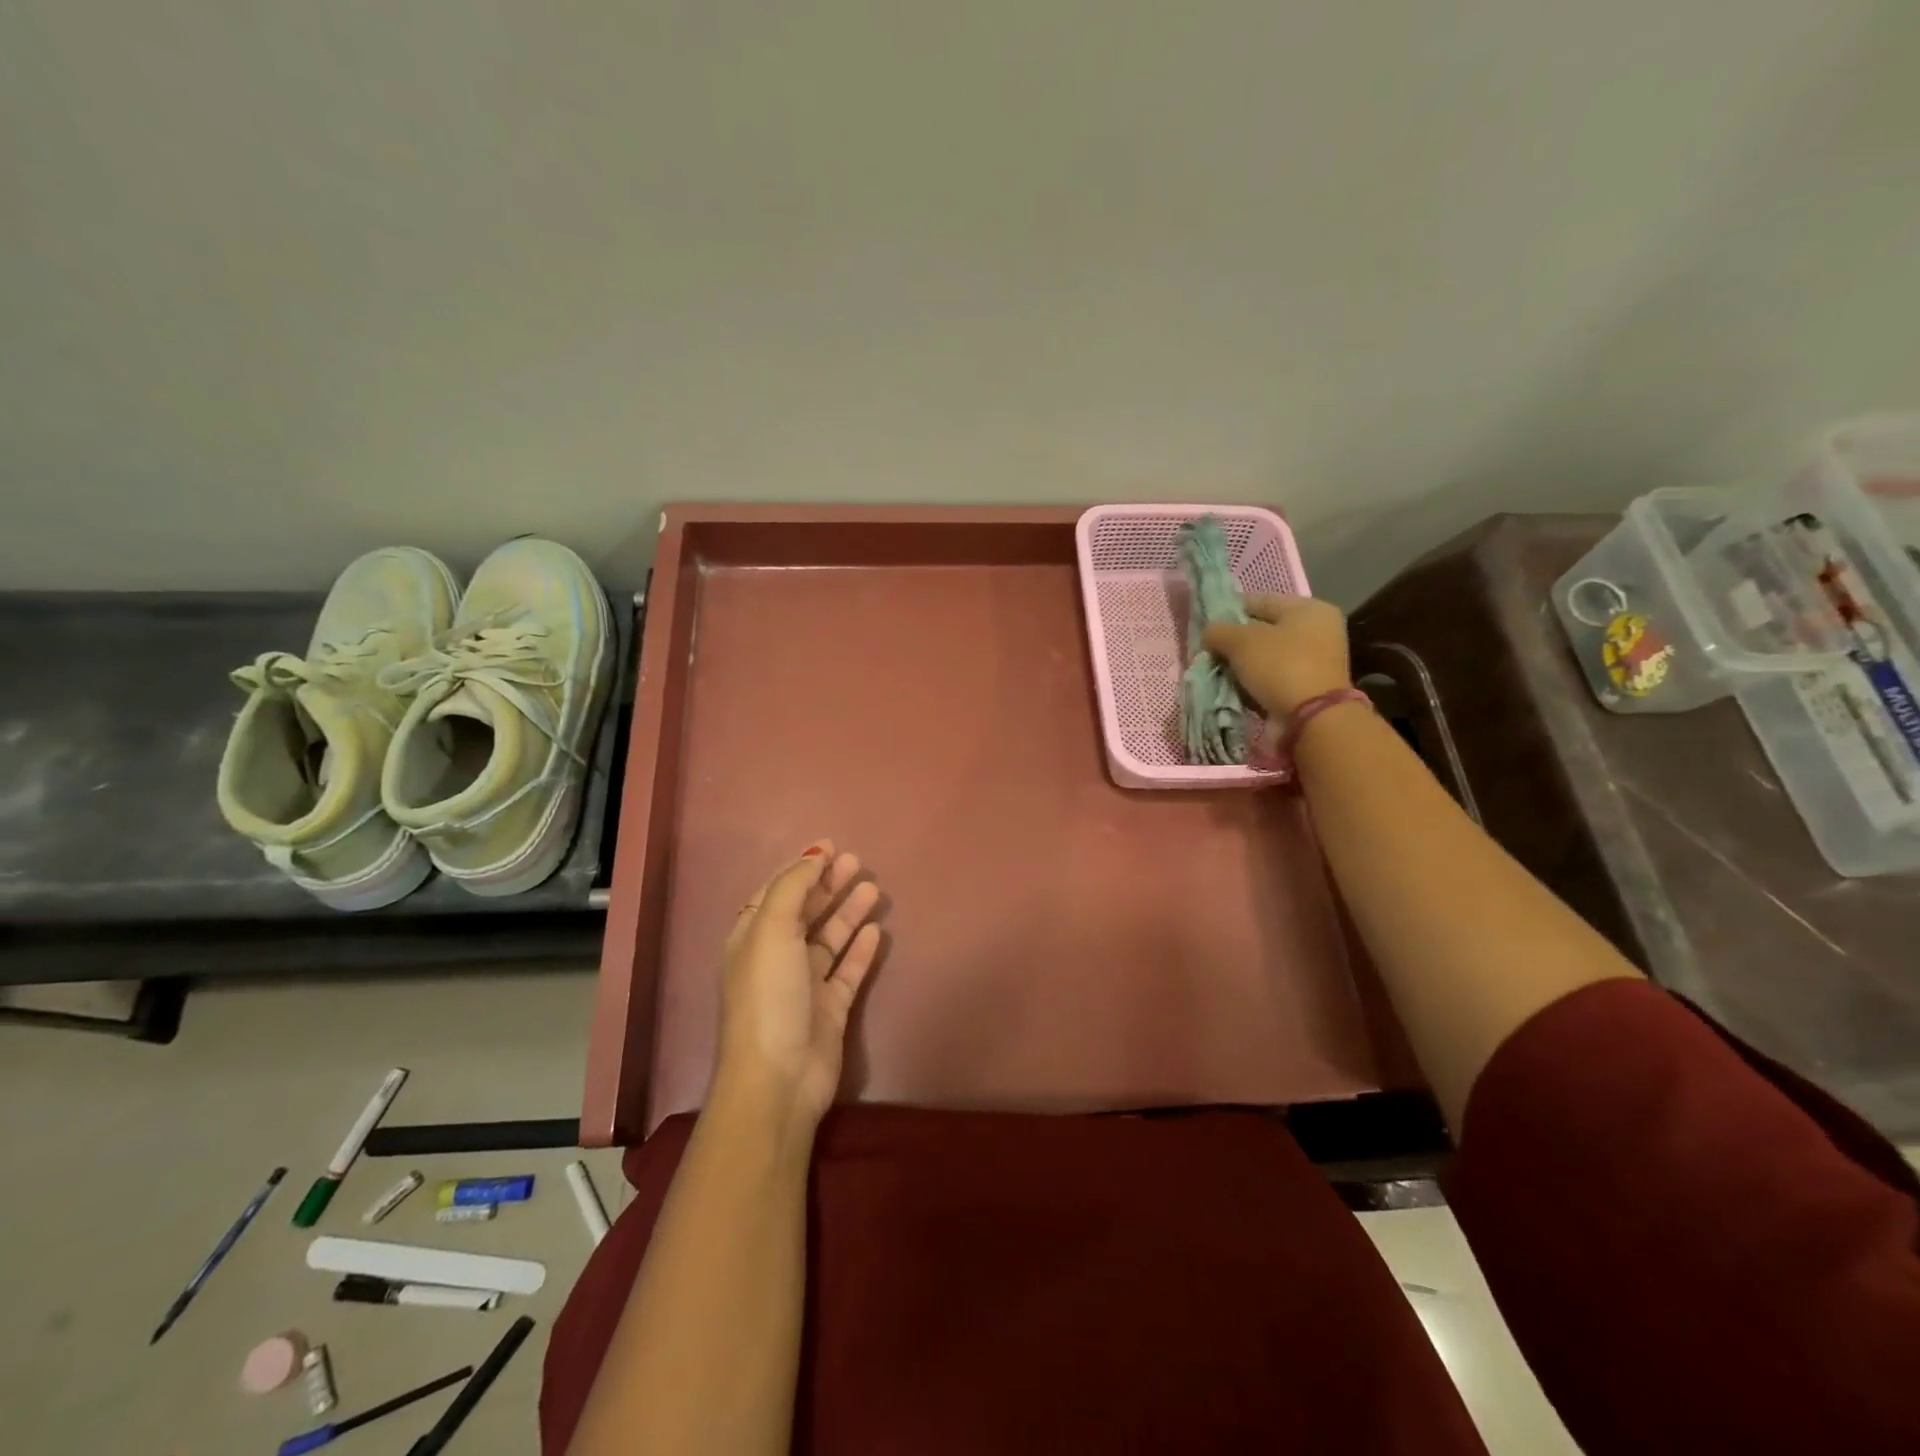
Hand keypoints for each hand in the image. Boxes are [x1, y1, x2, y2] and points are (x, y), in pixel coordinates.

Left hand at [715, 842, 883, 1131]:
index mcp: (752, 938)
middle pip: (805, 911)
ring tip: (873, 888)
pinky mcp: (830, 1008)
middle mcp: (776, 957)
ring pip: (829, 939)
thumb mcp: (771, 930)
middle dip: (828, 884)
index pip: (776, 892)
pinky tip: (876, 930)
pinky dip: (860, 949)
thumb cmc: (768, 996)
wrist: (779, 1078)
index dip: (800, 867)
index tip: (830, 845)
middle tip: (857, 861)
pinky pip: (847, 970)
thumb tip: (813, 854)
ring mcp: (803, 985)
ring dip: (848, 912)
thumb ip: (792, 887)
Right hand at [1203, 595, 1351, 716]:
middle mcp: (1316, 631)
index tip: (1204, 625)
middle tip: (1208, 651)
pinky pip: (1270, 679)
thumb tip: (1209, 634)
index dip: (1229, 610)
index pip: (1259, 601)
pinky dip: (1252, 683)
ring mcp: (1314, 662)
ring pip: (1264, 657)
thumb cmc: (1279, 666)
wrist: (1311, 718)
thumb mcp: (1241, 640)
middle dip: (1233, 642)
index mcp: (1308, 609)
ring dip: (1241, 665)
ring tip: (1216, 671)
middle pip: (1262, 630)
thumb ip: (1218, 630)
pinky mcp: (1306, 688)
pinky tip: (1232, 689)